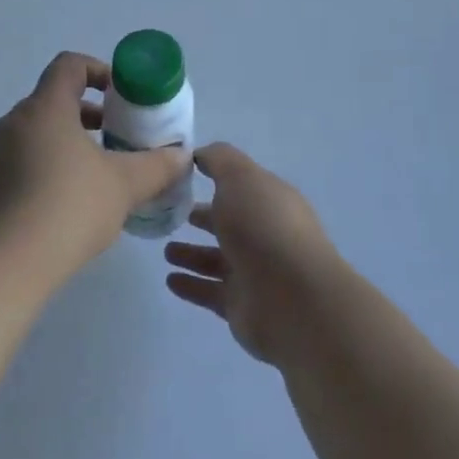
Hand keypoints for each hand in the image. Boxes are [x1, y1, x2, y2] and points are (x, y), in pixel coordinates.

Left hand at [0, 52, 190, 286]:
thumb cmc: (67, 209)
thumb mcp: (124, 186)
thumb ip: (156, 166)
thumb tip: (181, 155)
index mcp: (45, 109)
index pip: (69, 65)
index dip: (98, 71)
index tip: (121, 96)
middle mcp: (10, 123)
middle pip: (51, 103)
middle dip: (86, 117)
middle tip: (114, 142)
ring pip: (31, 137)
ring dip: (62, 146)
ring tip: (90, 180)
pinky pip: (12, 167)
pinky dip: (38, 173)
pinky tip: (56, 210)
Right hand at [164, 143, 340, 363]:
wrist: (292, 299)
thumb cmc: (264, 227)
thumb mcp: (241, 177)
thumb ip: (219, 160)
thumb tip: (200, 154)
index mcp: (270, 200)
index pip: (240, 185)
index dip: (215, 177)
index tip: (181, 175)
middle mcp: (264, 234)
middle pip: (228, 222)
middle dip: (202, 217)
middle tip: (169, 214)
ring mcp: (254, 272)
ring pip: (216, 259)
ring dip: (192, 254)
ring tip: (165, 249)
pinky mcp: (241, 305)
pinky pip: (210, 291)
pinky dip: (191, 285)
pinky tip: (170, 279)